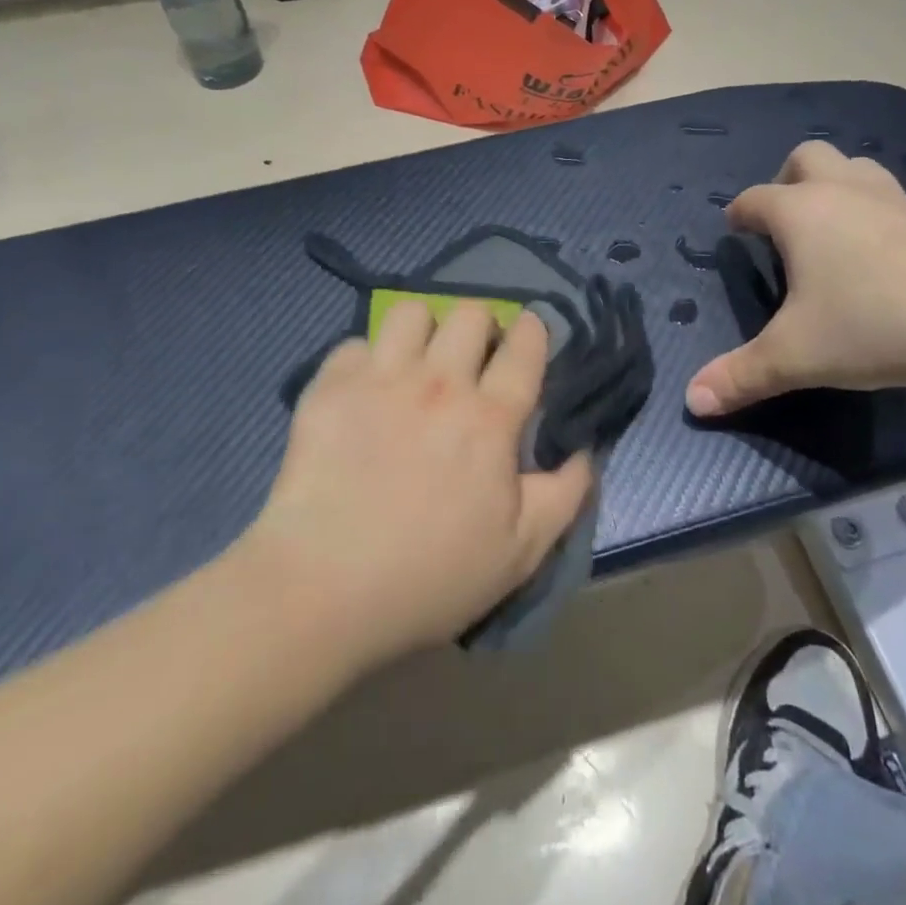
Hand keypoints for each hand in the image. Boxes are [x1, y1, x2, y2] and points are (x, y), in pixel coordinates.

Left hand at [247, 302, 592, 667]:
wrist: (321, 592)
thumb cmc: (429, 578)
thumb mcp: (520, 553)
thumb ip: (565, 495)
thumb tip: (584, 451)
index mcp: (489, 418)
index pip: (524, 346)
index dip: (533, 330)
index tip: (529, 334)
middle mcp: (439, 383)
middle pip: (469, 313)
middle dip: (480, 328)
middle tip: (471, 360)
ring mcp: (380, 380)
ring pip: (410, 312)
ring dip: (421, 332)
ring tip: (416, 363)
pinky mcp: (329, 388)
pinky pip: (354, 345)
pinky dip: (364, 361)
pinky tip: (363, 392)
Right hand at [685, 142, 905, 415]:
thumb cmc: (871, 324)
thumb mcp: (796, 356)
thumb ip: (741, 376)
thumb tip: (692, 401)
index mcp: (801, 213)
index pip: (755, 199)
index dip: (739, 213)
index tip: (735, 228)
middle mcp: (845, 193)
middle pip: (808, 158)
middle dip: (788, 179)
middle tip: (786, 219)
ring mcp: (898, 201)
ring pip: (859, 169)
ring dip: (840, 187)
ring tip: (836, 230)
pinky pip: (898, 202)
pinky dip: (881, 217)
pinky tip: (889, 259)